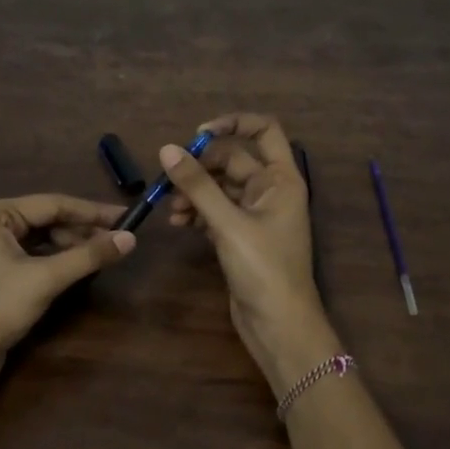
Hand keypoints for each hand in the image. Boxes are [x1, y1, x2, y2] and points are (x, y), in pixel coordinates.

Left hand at [0, 194, 134, 396]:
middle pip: (47, 219)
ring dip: (73, 246)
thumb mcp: (45, 279)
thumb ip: (88, 256)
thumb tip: (131, 239)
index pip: (52, 204)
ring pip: (42, 239)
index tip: (126, 216)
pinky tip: (80, 267)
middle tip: (119, 239)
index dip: (92, 211)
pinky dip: (58, 261)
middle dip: (83, 230)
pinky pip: (34, 257)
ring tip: (105, 254)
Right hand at [160, 112, 339, 393]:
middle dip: (201, 168)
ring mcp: (256, 215)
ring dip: (195, 193)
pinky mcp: (241, 237)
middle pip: (233, 161)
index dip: (233, 123)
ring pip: (221, 188)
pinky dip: (198, 213)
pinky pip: (216, 212)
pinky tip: (180, 224)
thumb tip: (167, 149)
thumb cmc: (264, 269)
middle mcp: (271, 191)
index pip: (264, 130)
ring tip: (171, 210)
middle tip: (170, 181)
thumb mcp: (228, 223)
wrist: (278, 325)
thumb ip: (198, 186)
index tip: (198, 134)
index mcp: (282, 179)